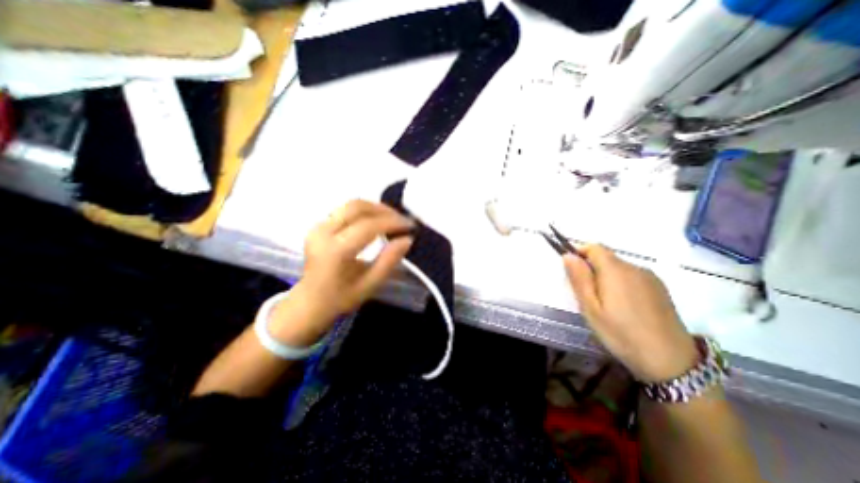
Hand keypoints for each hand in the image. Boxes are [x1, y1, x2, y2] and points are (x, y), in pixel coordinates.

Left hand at [268, 199, 415, 346]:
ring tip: (393, 219)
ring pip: (351, 205)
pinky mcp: (319, 225)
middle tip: (402, 221)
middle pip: (357, 207)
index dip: (392, 223)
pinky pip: (346, 210)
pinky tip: (377, 221)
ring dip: (376, 208)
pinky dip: (366, 211)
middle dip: (384, 210)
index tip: (410, 226)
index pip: (367, 227)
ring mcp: (318, 226)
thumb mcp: (370, 285)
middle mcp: (323, 232)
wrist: (308, 302)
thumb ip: (389, 261)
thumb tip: (407, 239)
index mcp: (335, 251)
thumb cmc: (340, 298)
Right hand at [567, 245, 696, 384]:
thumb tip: (568, 255)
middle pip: (606, 257)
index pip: (594, 247)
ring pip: (619, 268)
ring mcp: (650, 278)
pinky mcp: (660, 289)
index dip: (579, 252)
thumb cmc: (621, 334)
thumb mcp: (590, 308)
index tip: (572, 271)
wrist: (671, 362)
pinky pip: (632, 277)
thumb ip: (579, 278)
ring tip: (605, 304)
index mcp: (615, 270)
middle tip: (586, 294)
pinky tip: (624, 307)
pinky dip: (621, 283)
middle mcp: (635, 267)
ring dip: (606, 277)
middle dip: (591, 268)